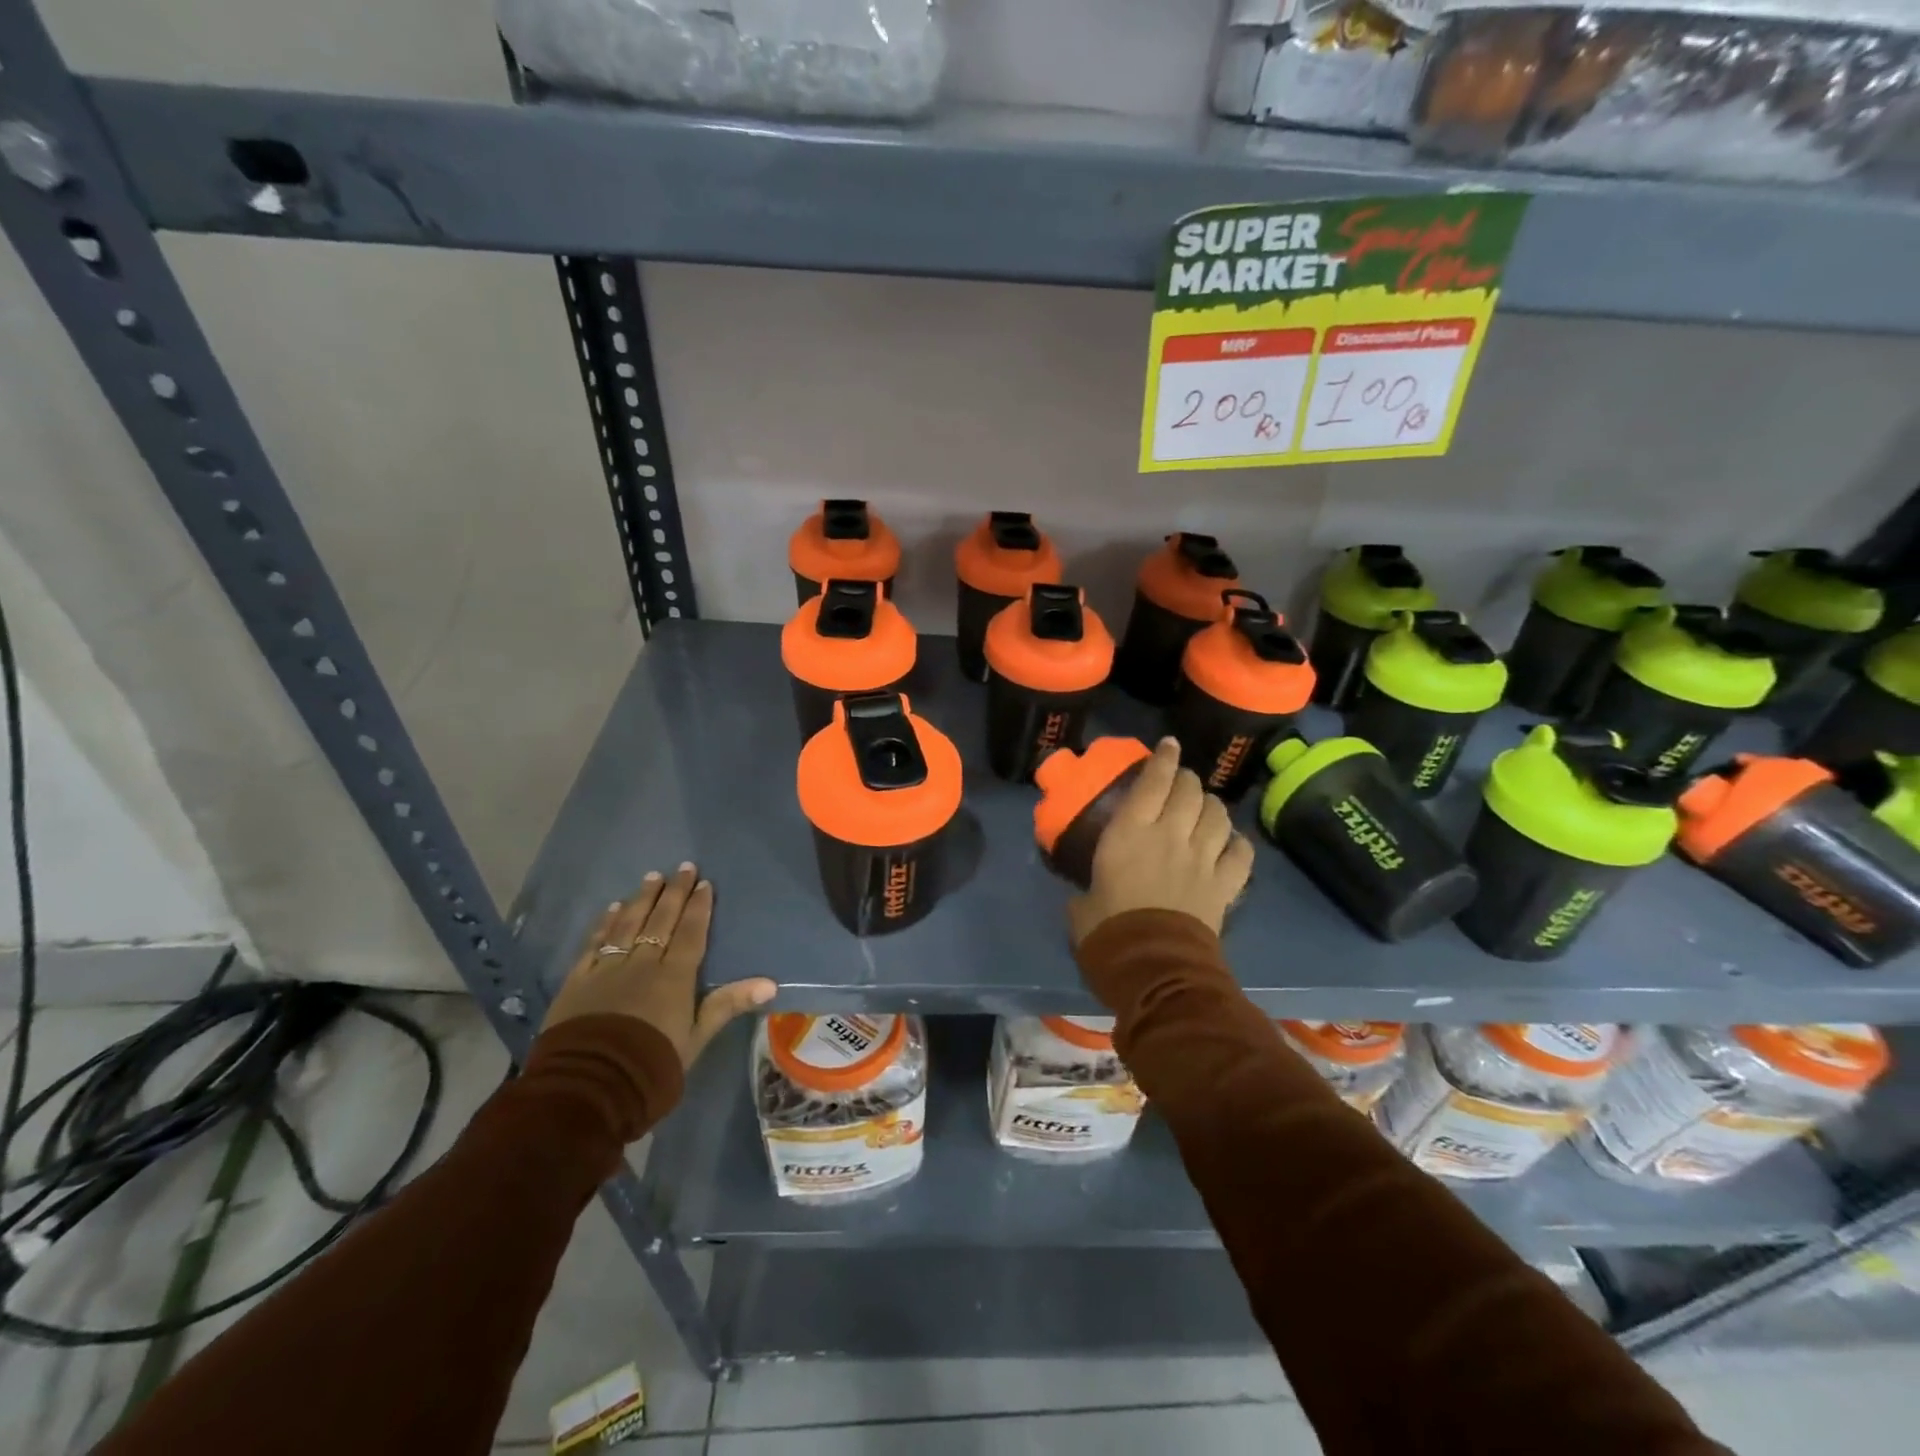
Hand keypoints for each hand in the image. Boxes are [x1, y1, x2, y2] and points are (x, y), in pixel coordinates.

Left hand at [544, 864, 776, 1067]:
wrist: (589, 1087)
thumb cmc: (651, 1065)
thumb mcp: (696, 1038)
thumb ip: (728, 1005)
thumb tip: (770, 983)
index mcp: (674, 977)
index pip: (689, 933)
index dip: (698, 907)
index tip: (703, 883)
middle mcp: (641, 963)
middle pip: (660, 921)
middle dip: (673, 892)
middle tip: (682, 867)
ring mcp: (607, 969)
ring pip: (627, 924)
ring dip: (641, 899)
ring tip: (651, 877)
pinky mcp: (578, 981)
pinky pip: (594, 943)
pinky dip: (604, 923)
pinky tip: (612, 908)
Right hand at [1068, 738, 1253, 945]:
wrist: (1153, 967)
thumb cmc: (1108, 932)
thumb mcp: (1082, 905)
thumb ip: (1087, 891)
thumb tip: (1085, 896)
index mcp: (1131, 832)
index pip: (1153, 781)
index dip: (1162, 758)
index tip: (1168, 745)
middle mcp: (1170, 835)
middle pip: (1189, 791)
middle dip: (1187, 779)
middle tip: (1181, 781)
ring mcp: (1202, 858)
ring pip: (1218, 815)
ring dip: (1212, 806)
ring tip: (1206, 808)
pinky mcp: (1224, 884)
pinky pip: (1241, 852)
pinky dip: (1237, 842)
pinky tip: (1231, 843)